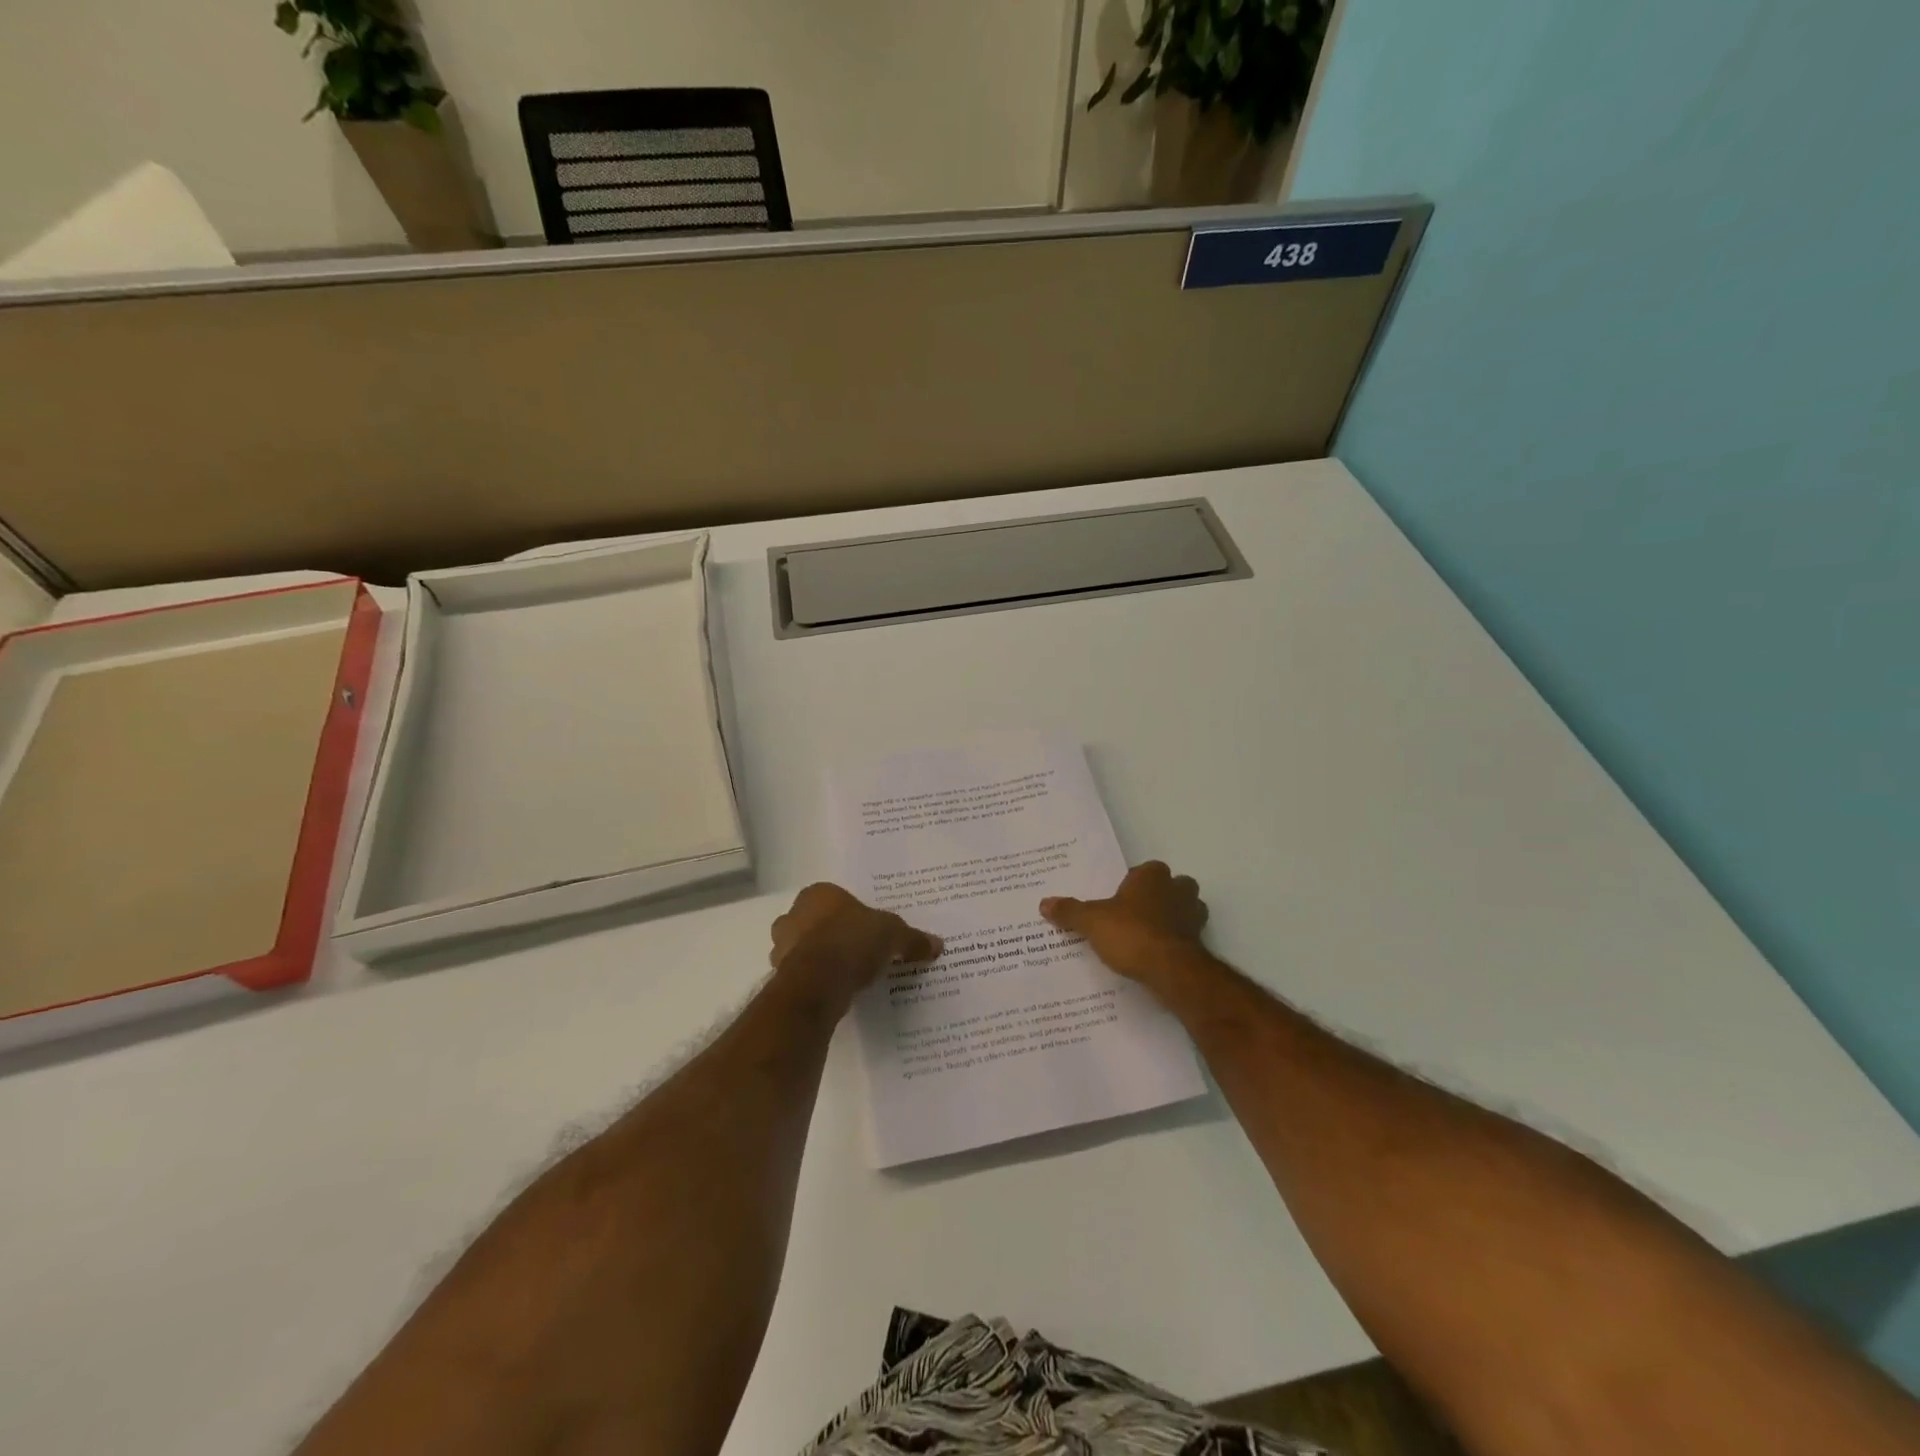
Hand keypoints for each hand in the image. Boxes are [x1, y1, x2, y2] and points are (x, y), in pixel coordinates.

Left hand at [769, 884, 941, 1003]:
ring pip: (802, 948)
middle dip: (829, 934)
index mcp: (819, 894)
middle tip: (855, 950)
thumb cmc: (853, 941)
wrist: (818, 982)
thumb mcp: (894, 935)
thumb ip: (912, 939)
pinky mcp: (780, 976)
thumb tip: (937, 944)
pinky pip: (801, 974)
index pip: (834, 898)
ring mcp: (782, 946)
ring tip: (846, 974)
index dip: (850, 913)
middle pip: (813, 922)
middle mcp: (794, 914)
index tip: (866, 929)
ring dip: (818, 958)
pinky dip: (814, 981)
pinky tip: (834, 990)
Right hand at [1040, 861, 1208, 984]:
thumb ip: (1069, 911)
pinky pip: (1187, 937)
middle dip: (1160, 896)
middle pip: (1172, 886)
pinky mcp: (1200, 943)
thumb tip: (1044, 903)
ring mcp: (1193, 916)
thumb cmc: (1131, 933)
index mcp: (1152, 876)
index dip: (1133, 883)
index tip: (1119, 898)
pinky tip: (1158, 957)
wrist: (1171, 970)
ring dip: (1172, 919)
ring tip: (1147, 936)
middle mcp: (1178, 890)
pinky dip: (1176, 943)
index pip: (1145, 870)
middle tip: (1136, 914)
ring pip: (1185, 910)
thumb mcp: (1091, 921)